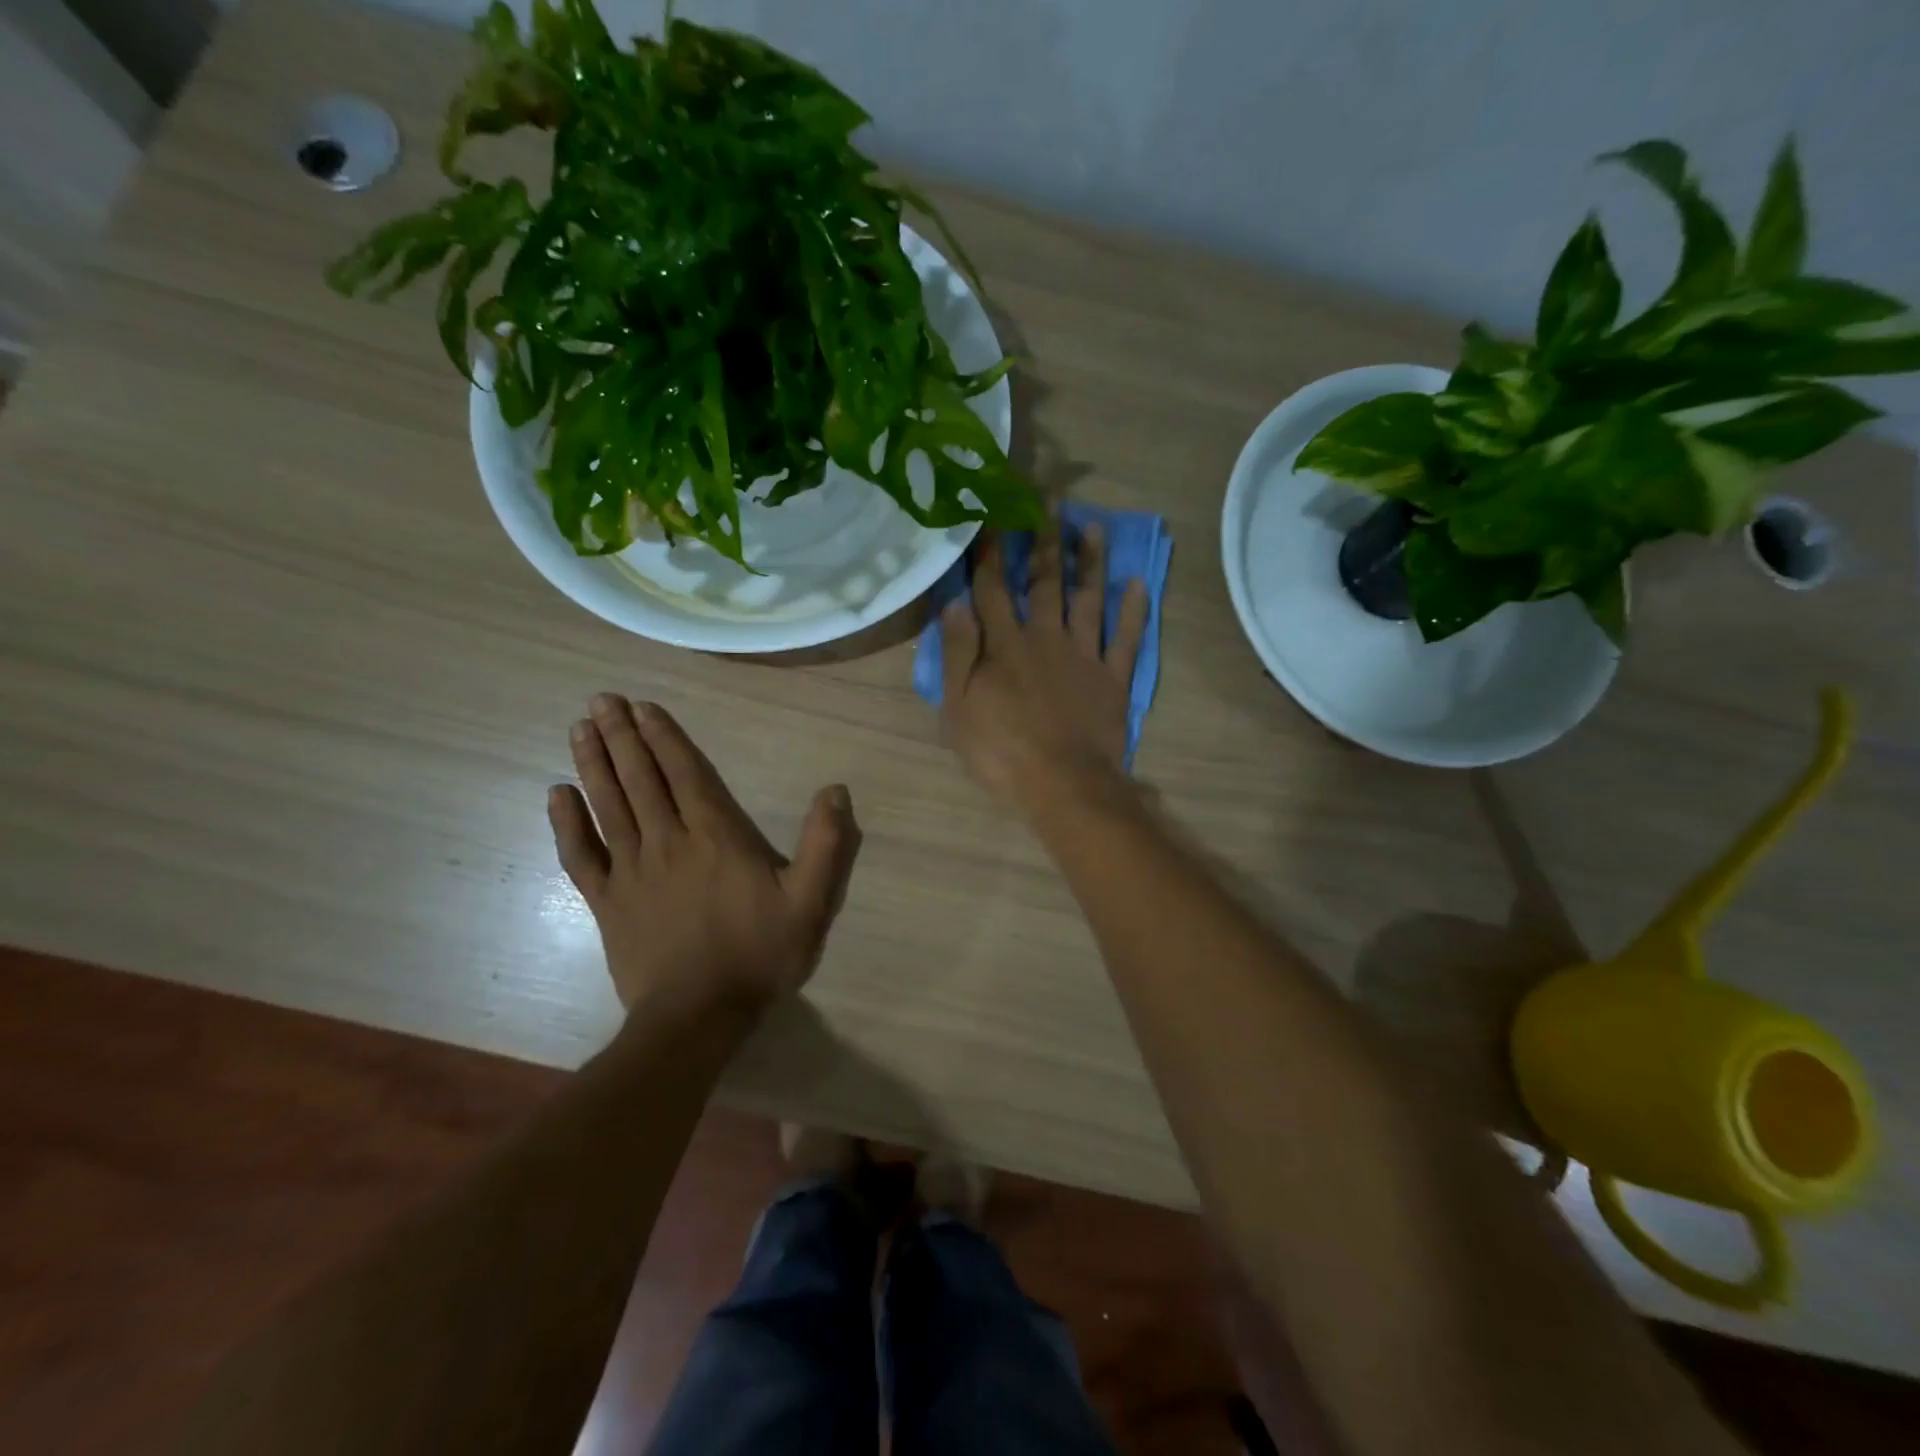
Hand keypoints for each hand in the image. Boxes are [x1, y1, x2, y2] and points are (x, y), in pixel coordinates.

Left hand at [548, 695, 861, 1021]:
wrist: (698, 1016)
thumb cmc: (758, 954)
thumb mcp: (810, 901)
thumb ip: (825, 844)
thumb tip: (836, 790)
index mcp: (716, 837)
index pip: (684, 774)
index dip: (663, 738)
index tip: (641, 706)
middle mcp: (668, 842)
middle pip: (640, 780)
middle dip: (621, 737)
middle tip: (601, 700)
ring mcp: (631, 871)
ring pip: (608, 806)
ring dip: (592, 765)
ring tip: (580, 728)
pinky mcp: (607, 902)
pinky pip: (580, 856)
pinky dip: (566, 824)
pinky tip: (555, 795)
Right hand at [940, 524, 1149, 807]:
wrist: (1064, 785)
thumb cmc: (1002, 752)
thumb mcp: (959, 708)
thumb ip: (958, 654)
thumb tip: (955, 604)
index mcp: (1005, 646)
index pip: (993, 589)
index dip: (990, 552)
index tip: (990, 515)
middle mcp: (1046, 638)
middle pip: (1044, 582)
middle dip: (1043, 540)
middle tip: (1048, 501)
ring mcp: (1084, 656)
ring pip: (1088, 599)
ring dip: (1089, 562)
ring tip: (1092, 527)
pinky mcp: (1113, 678)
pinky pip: (1127, 638)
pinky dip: (1134, 610)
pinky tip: (1137, 582)